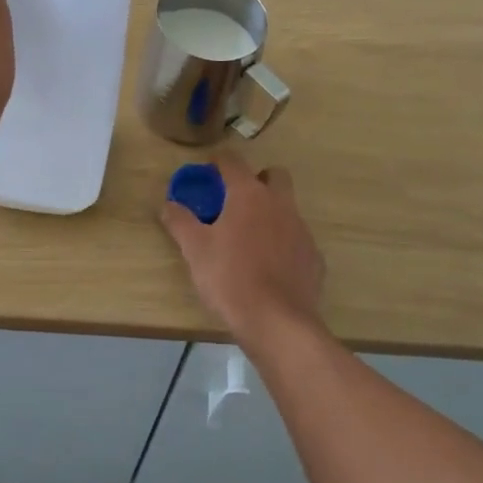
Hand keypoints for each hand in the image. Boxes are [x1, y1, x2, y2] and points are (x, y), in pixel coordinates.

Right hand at [160, 152, 325, 344]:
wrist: (277, 321)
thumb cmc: (230, 277)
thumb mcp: (194, 249)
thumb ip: (180, 221)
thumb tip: (168, 204)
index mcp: (249, 195)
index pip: (233, 162)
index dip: (218, 161)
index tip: (208, 170)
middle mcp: (280, 204)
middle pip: (273, 175)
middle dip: (256, 180)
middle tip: (235, 201)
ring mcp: (301, 230)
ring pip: (287, 208)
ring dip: (270, 213)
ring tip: (249, 238)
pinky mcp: (314, 257)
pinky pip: (297, 239)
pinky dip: (284, 244)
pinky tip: (270, 266)